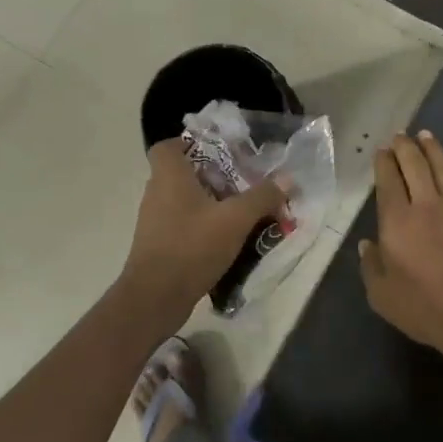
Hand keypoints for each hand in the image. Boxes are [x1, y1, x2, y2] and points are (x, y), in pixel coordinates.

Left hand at [119, 140, 287, 324]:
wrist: (155, 298)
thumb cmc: (192, 247)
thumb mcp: (236, 219)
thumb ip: (262, 196)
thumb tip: (287, 178)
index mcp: (169, 177)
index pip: (168, 146)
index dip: (191, 143)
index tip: (220, 152)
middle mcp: (157, 194)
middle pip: (183, 173)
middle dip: (213, 176)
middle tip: (244, 182)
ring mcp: (155, 221)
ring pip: (186, 201)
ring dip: (212, 203)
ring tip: (242, 211)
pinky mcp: (159, 245)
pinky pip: (184, 224)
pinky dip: (204, 226)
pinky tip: (229, 239)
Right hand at [359, 130, 442, 359]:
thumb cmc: (421, 307)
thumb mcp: (381, 294)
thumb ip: (371, 266)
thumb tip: (367, 245)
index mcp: (397, 221)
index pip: (388, 181)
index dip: (384, 163)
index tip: (382, 150)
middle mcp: (426, 207)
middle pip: (416, 167)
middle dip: (406, 147)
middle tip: (400, 135)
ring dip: (435, 152)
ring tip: (427, 136)